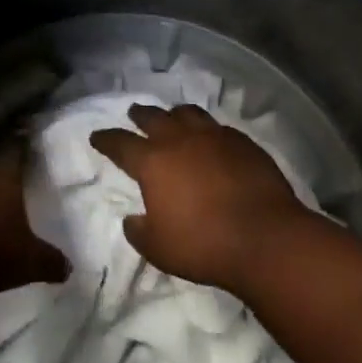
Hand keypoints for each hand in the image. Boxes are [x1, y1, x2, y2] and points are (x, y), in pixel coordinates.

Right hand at [89, 104, 308, 292]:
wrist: (264, 237)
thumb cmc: (203, 245)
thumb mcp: (159, 249)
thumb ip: (140, 232)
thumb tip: (133, 219)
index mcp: (153, 162)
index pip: (120, 143)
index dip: (106, 139)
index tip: (97, 136)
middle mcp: (180, 140)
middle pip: (154, 117)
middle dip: (140, 115)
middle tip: (134, 113)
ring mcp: (214, 136)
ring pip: (188, 113)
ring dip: (175, 114)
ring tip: (173, 117)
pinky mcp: (242, 142)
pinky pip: (218, 128)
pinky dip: (208, 130)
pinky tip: (212, 139)